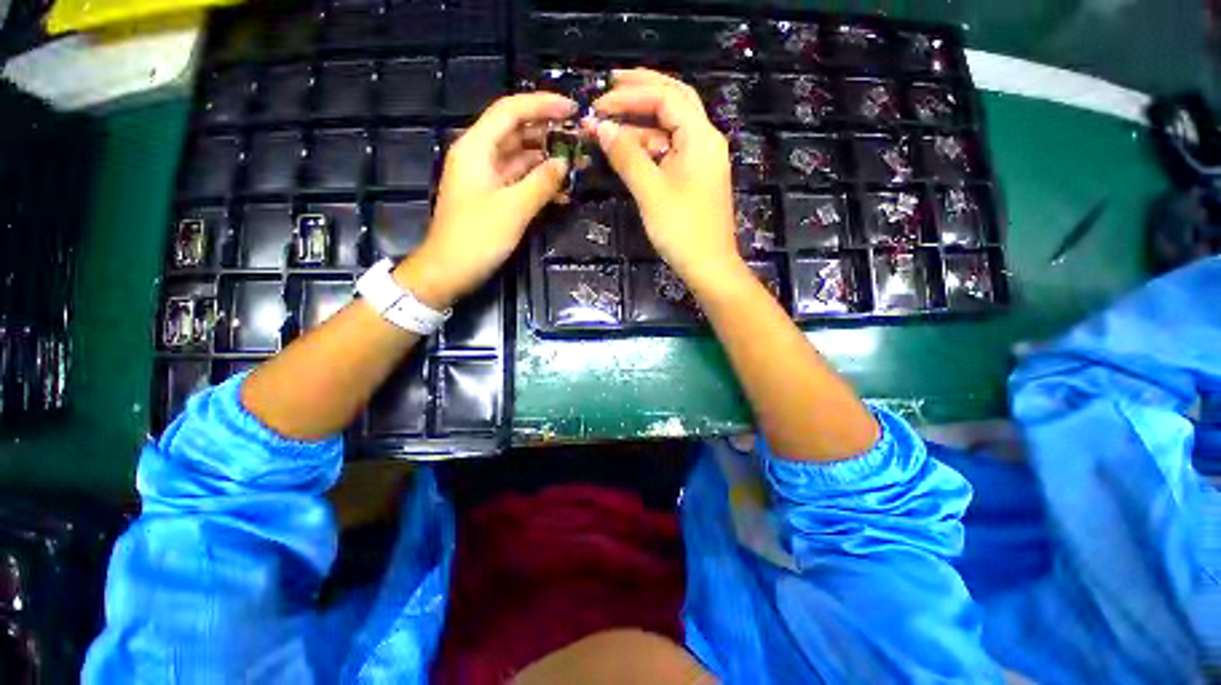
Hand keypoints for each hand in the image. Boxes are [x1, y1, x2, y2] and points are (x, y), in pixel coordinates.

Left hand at [396, 93, 574, 307]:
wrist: (449, 271)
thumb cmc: (476, 238)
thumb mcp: (513, 209)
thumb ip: (541, 183)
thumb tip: (564, 164)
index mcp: (476, 148)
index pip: (510, 112)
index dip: (542, 105)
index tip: (572, 109)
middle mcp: (480, 157)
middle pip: (517, 133)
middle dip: (549, 134)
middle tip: (581, 140)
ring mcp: (487, 179)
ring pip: (522, 159)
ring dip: (548, 161)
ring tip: (579, 165)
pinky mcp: (493, 198)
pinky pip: (520, 182)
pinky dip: (540, 184)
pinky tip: (563, 193)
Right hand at [588, 69, 740, 283]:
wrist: (708, 266)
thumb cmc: (682, 230)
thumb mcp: (651, 191)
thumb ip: (626, 156)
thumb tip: (600, 127)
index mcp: (700, 137)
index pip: (666, 97)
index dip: (631, 94)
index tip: (599, 101)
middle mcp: (704, 141)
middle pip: (673, 102)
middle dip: (641, 92)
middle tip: (609, 88)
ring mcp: (700, 161)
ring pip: (669, 130)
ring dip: (640, 126)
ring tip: (609, 129)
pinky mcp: (694, 179)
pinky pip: (669, 152)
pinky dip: (648, 149)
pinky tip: (628, 153)